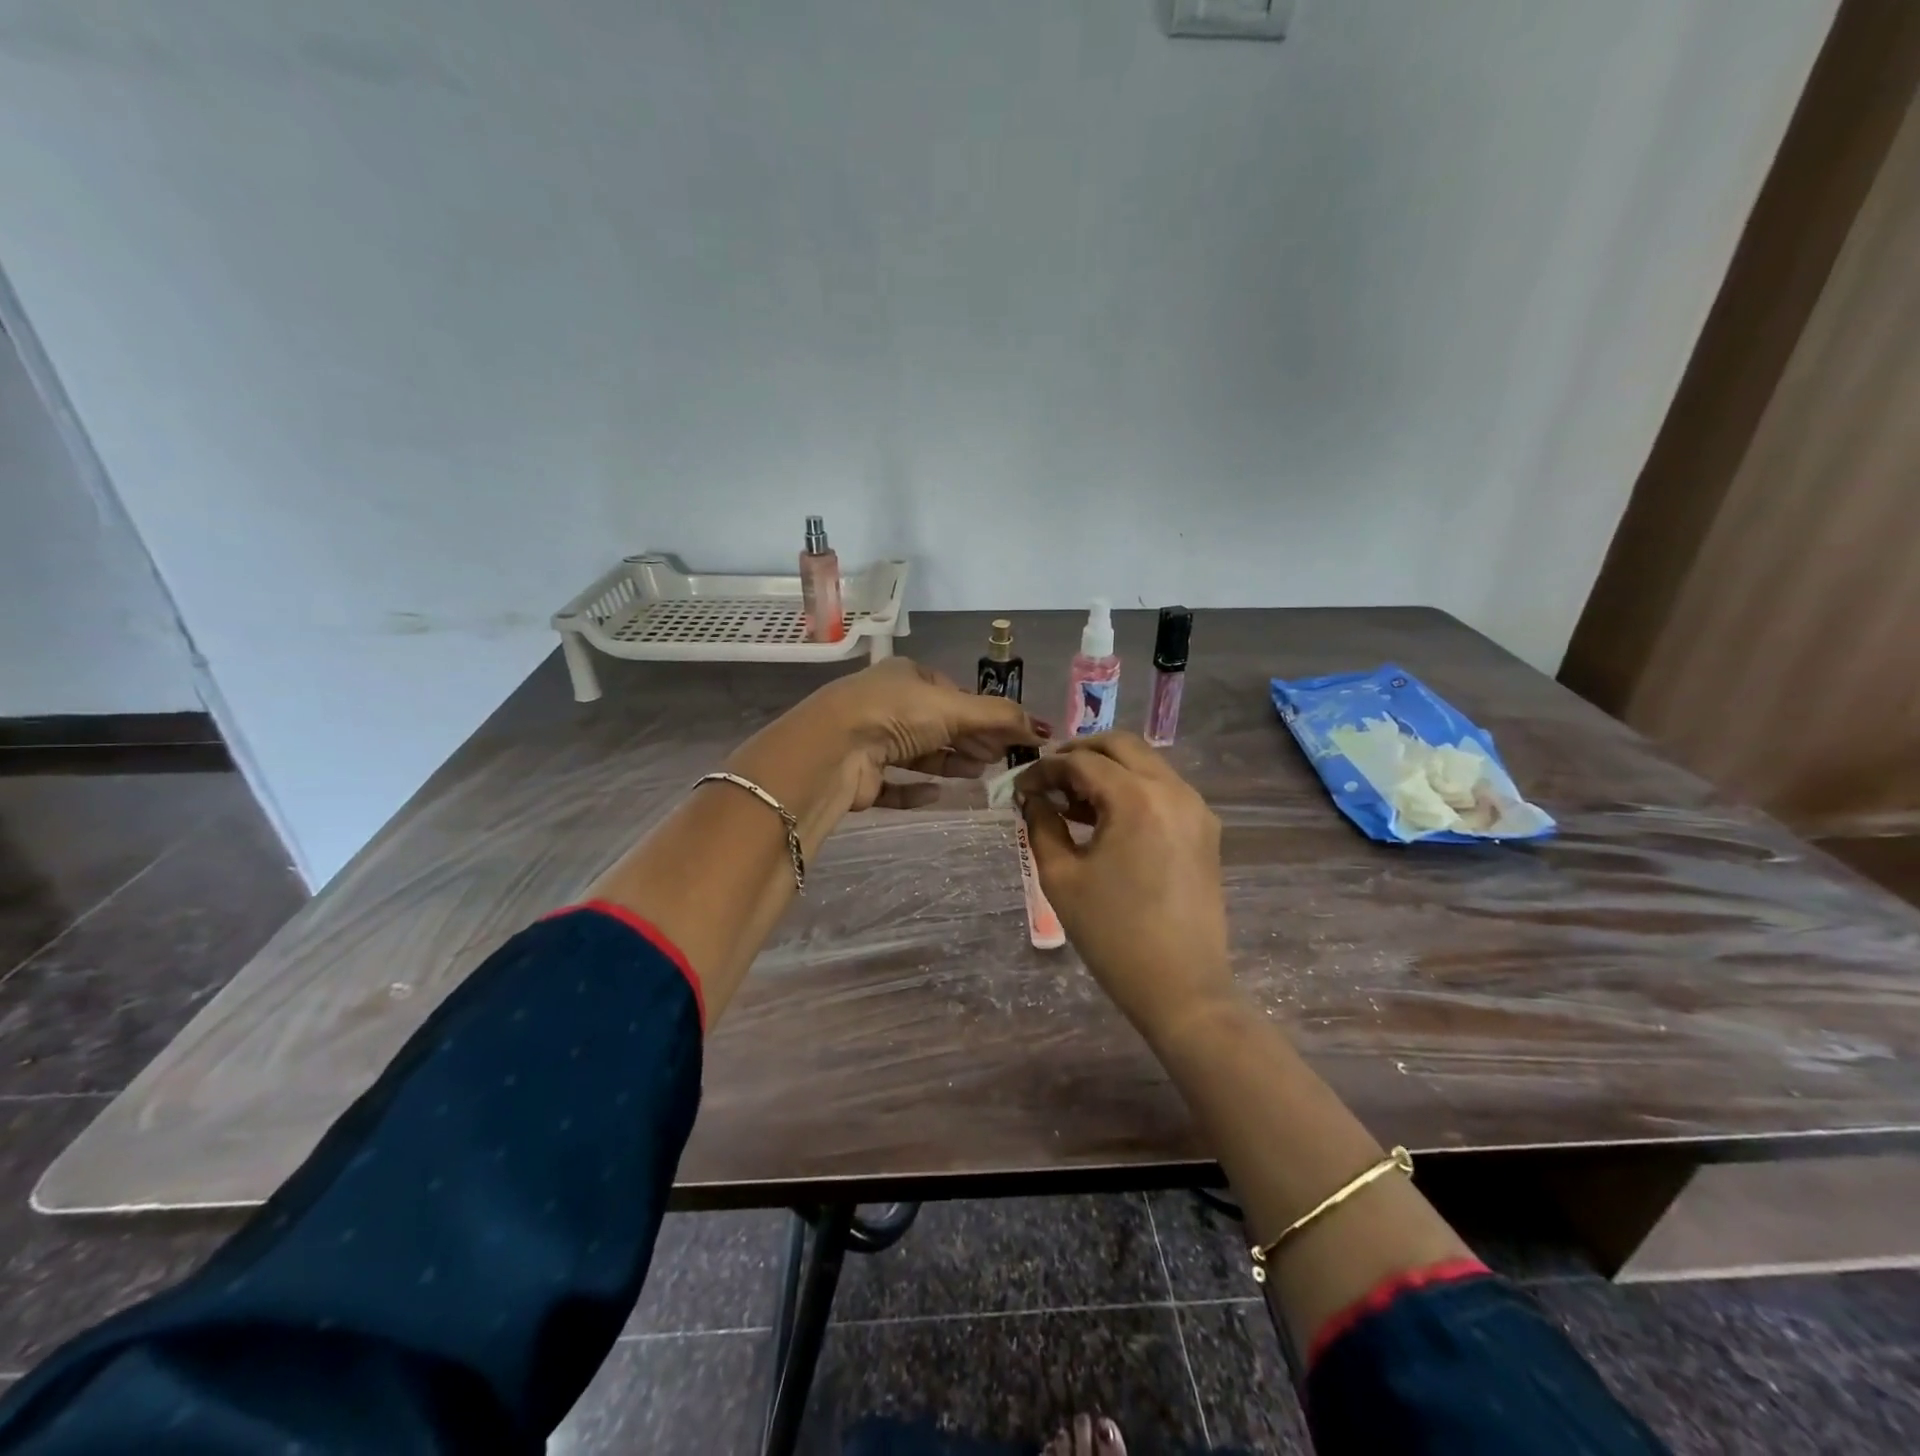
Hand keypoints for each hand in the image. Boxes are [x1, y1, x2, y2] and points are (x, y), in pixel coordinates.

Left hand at [805, 657, 1048, 811]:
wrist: (834, 750)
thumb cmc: (896, 715)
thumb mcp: (955, 708)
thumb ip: (1000, 717)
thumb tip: (1044, 729)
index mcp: (906, 676)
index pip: (952, 693)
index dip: (982, 714)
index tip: (1007, 736)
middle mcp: (886, 704)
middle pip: (938, 724)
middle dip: (969, 739)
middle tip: (999, 758)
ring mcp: (870, 740)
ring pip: (918, 753)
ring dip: (949, 762)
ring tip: (978, 773)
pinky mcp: (860, 776)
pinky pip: (895, 784)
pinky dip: (917, 790)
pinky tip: (938, 795)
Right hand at [1016, 733, 1234, 1041]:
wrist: (1182, 987)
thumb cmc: (1113, 934)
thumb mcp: (1061, 877)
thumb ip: (1041, 825)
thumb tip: (1032, 798)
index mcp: (1137, 798)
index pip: (1081, 762)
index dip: (1045, 769)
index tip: (1020, 789)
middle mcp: (1173, 790)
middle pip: (1120, 745)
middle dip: (1079, 754)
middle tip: (1048, 779)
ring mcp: (1196, 808)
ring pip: (1145, 763)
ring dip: (1107, 769)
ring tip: (1072, 800)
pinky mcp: (1204, 828)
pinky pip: (1163, 788)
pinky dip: (1132, 788)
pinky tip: (1107, 817)